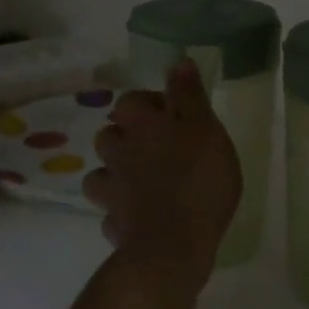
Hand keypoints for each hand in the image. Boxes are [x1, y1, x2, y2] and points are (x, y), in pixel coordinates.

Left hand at [85, 60, 240, 282]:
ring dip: (117, 173)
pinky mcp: (114, 225)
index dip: (147, 103)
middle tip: (157, 148)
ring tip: (143, 182)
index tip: (172, 113)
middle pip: (109, 136)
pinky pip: (111, 212)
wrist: (174, 246)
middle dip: (127, 137)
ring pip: (101, 173)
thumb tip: (178, 61)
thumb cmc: (199, 181)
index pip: (130, 100)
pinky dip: (121, 211)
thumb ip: (190, 96)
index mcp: (142, 125)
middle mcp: (119, 153)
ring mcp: (112, 191)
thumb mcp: (207, 130)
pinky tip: (139, 216)